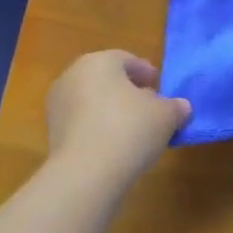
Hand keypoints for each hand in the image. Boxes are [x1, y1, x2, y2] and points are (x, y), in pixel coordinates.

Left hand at [44, 50, 189, 189]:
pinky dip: (97, 128)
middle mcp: (72, 75)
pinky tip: (114, 146)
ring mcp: (58, 105)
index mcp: (99, 61)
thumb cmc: (130, 129)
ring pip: (91, 101)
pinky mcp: (51, 133)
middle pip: (106, 78)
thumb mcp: (165, 116)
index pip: (126, 59)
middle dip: (127, 91)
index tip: (159, 86)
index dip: (145, 72)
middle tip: (148, 107)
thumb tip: (181, 107)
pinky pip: (82, 123)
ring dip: (110, 110)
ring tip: (133, 130)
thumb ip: (175, 107)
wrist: (86, 173)